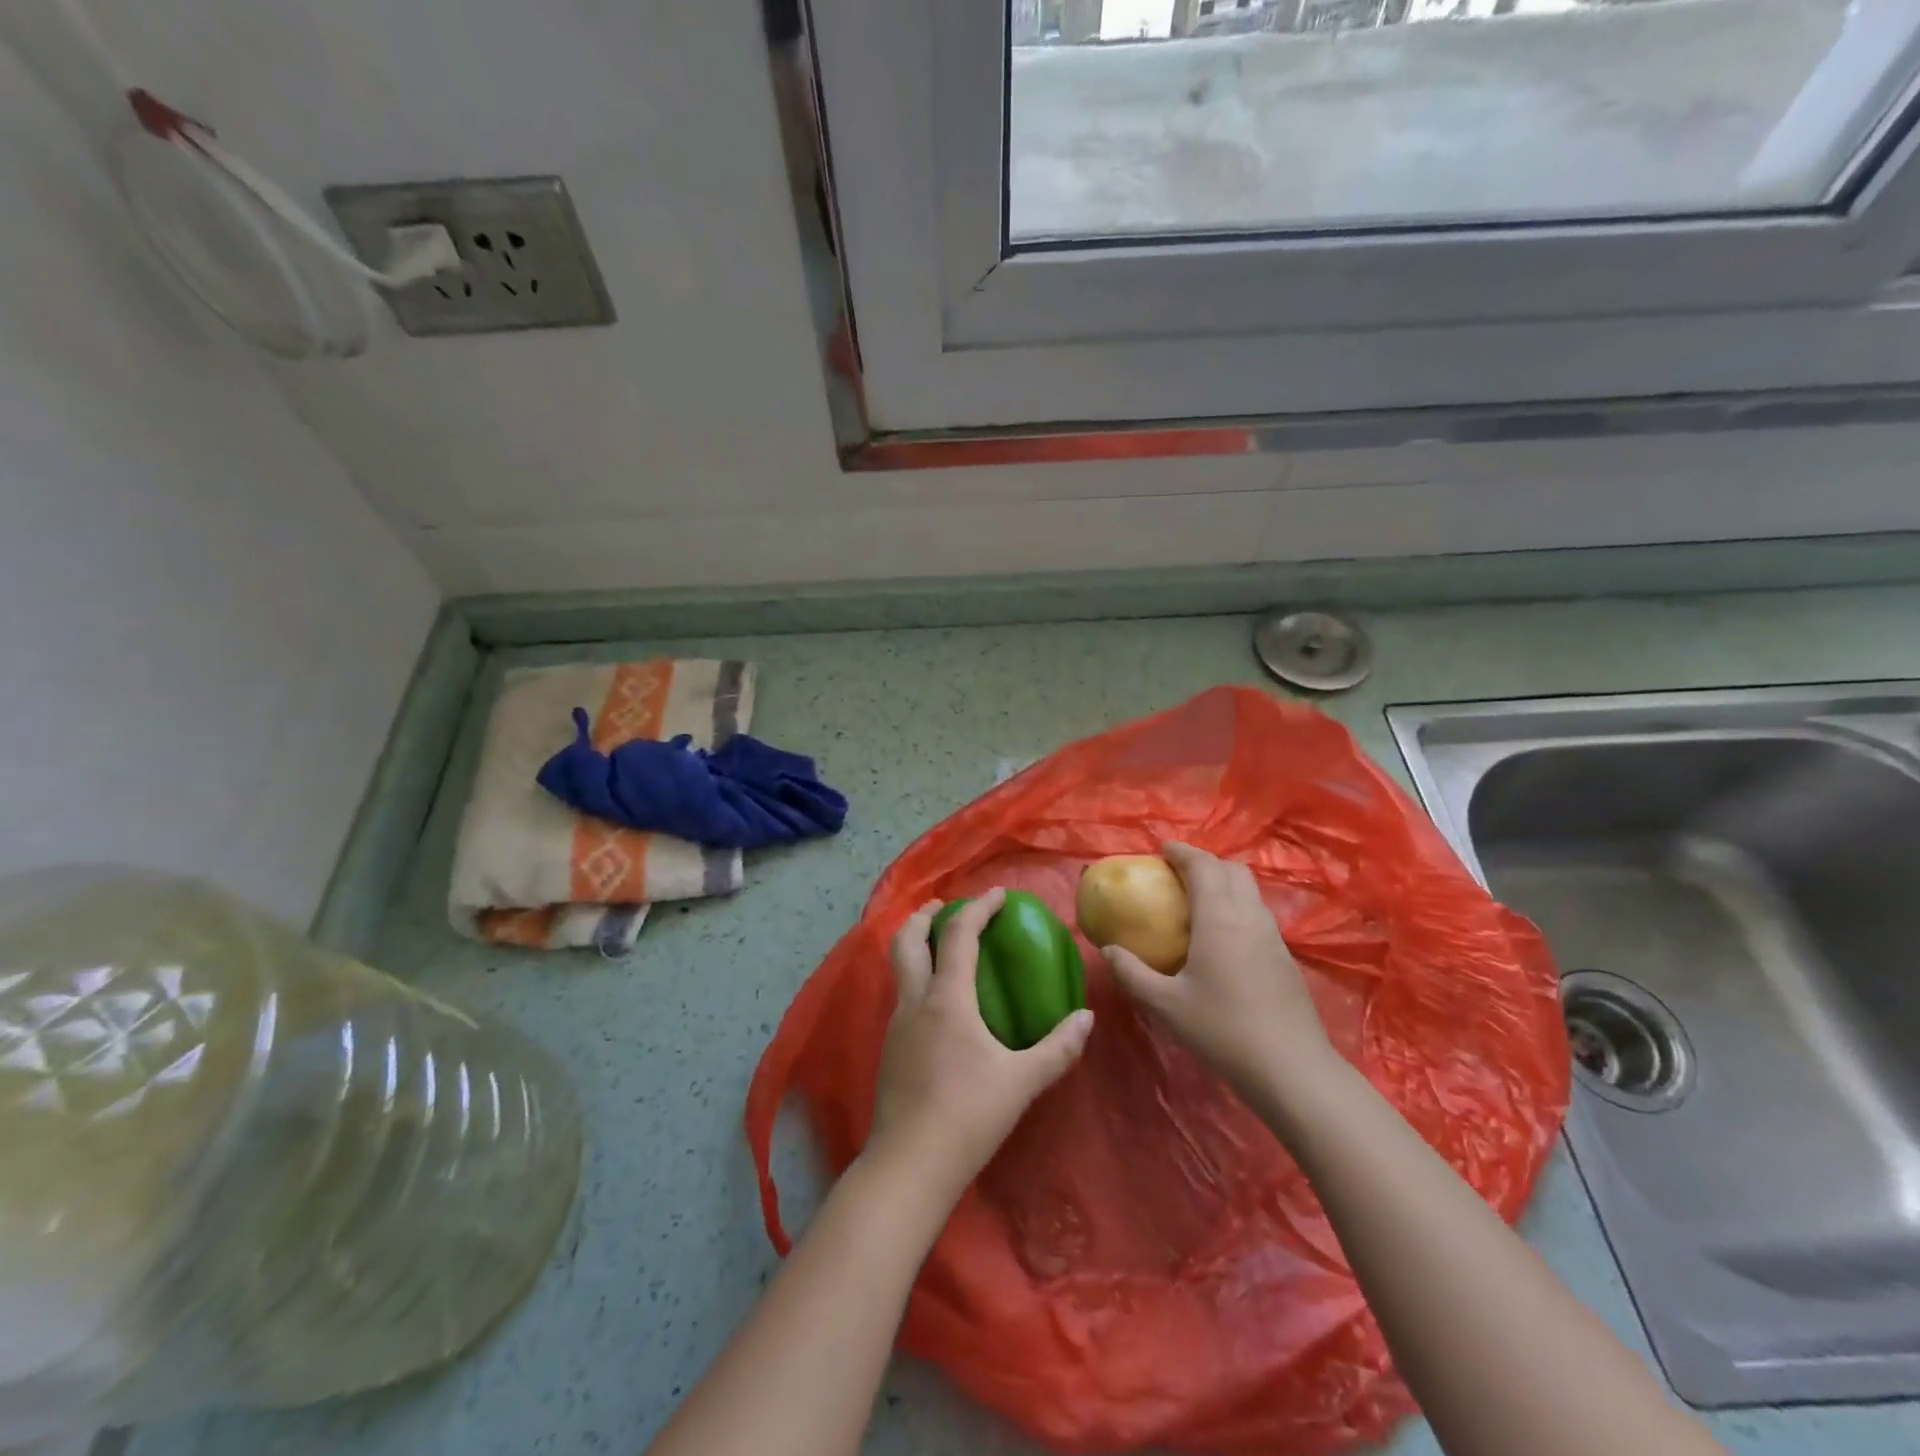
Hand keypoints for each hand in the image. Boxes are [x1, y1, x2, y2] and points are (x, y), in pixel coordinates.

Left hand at [866, 888, 1094, 1202]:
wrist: (909, 1165)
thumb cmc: (969, 1117)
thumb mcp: (1022, 1082)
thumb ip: (1058, 1048)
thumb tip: (1087, 1018)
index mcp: (947, 999)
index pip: (958, 936)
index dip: (978, 909)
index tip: (997, 895)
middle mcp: (915, 1002)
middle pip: (905, 940)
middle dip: (924, 916)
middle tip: (946, 908)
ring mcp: (896, 1025)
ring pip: (899, 968)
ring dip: (917, 946)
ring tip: (943, 948)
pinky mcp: (889, 1049)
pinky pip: (902, 995)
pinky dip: (918, 977)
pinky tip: (938, 1001)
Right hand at [1104, 842, 1332, 1101]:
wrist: (1291, 1069)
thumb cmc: (1222, 1030)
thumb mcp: (1165, 1004)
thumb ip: (1132, 973)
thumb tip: (1108, 949)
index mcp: (1219, 918)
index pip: (1203, 865)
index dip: (1182, 851)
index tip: (1161, 850)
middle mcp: (1250, 917)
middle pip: (1232, 870)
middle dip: (1205, 863)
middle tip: (1178, 874)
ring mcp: (1273, 937)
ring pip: (1250, 892)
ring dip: (1224, 884)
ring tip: (1198, 903)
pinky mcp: (1286, 958)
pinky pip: (1258, 915)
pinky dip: (1238, 908)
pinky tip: (1223, 939)